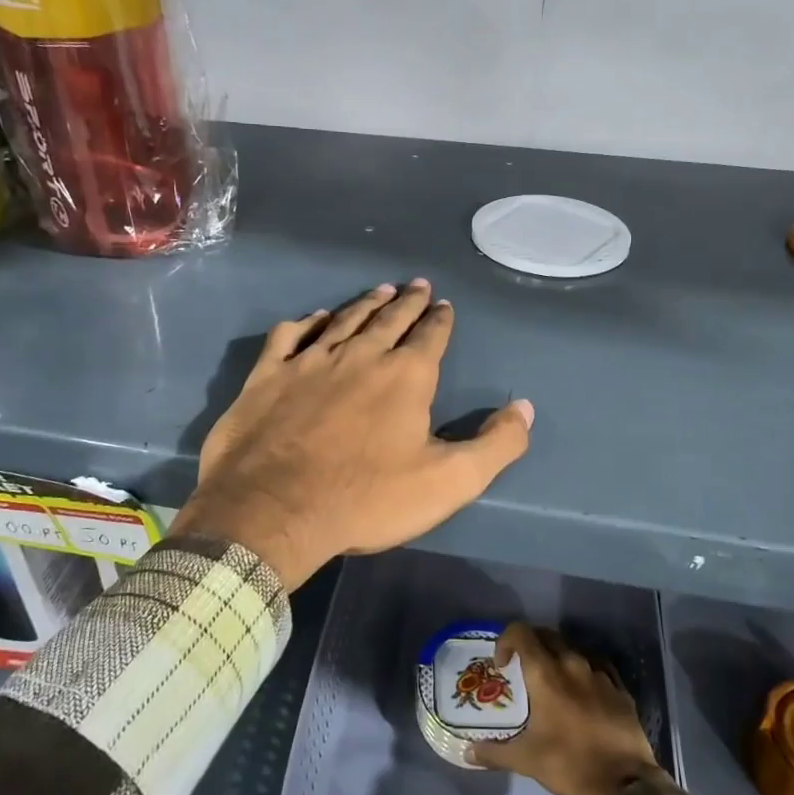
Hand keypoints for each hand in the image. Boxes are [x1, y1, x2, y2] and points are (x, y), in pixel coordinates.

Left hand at [167, 280, 533, 590]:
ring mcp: (310, 361)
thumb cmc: (366, 498)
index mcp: (405, 376)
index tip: (443, 304)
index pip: (430, 336)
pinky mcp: (269, 374)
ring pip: (343, 320)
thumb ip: (496, 445)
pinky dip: (305, 323)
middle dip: (407, 301)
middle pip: (389, 318)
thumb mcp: (449, 482)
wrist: (273, 510)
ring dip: (365, 303)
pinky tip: (312, 318)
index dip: (440, 319)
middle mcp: (360, 355)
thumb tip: (525, 408)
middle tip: (416, 284)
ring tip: (380, 290)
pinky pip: (289, 336)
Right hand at [469, 623, 671, 794]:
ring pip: (573, 650)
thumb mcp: (525, 760)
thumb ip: (494, 752)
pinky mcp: (619, 687)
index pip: (521, 633)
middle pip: (547, 635)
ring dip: (558, 658)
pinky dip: (584, 671)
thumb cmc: (569, 764)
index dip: (506, 640)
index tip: (502, 665)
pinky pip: (597, 666)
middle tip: (523, 669)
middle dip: (531, 645)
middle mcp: (572, 663)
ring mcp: (599, 673)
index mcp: (546, 673)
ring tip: (553, 683)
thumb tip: (468, 752)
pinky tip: (582, 691)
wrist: (624, 784)